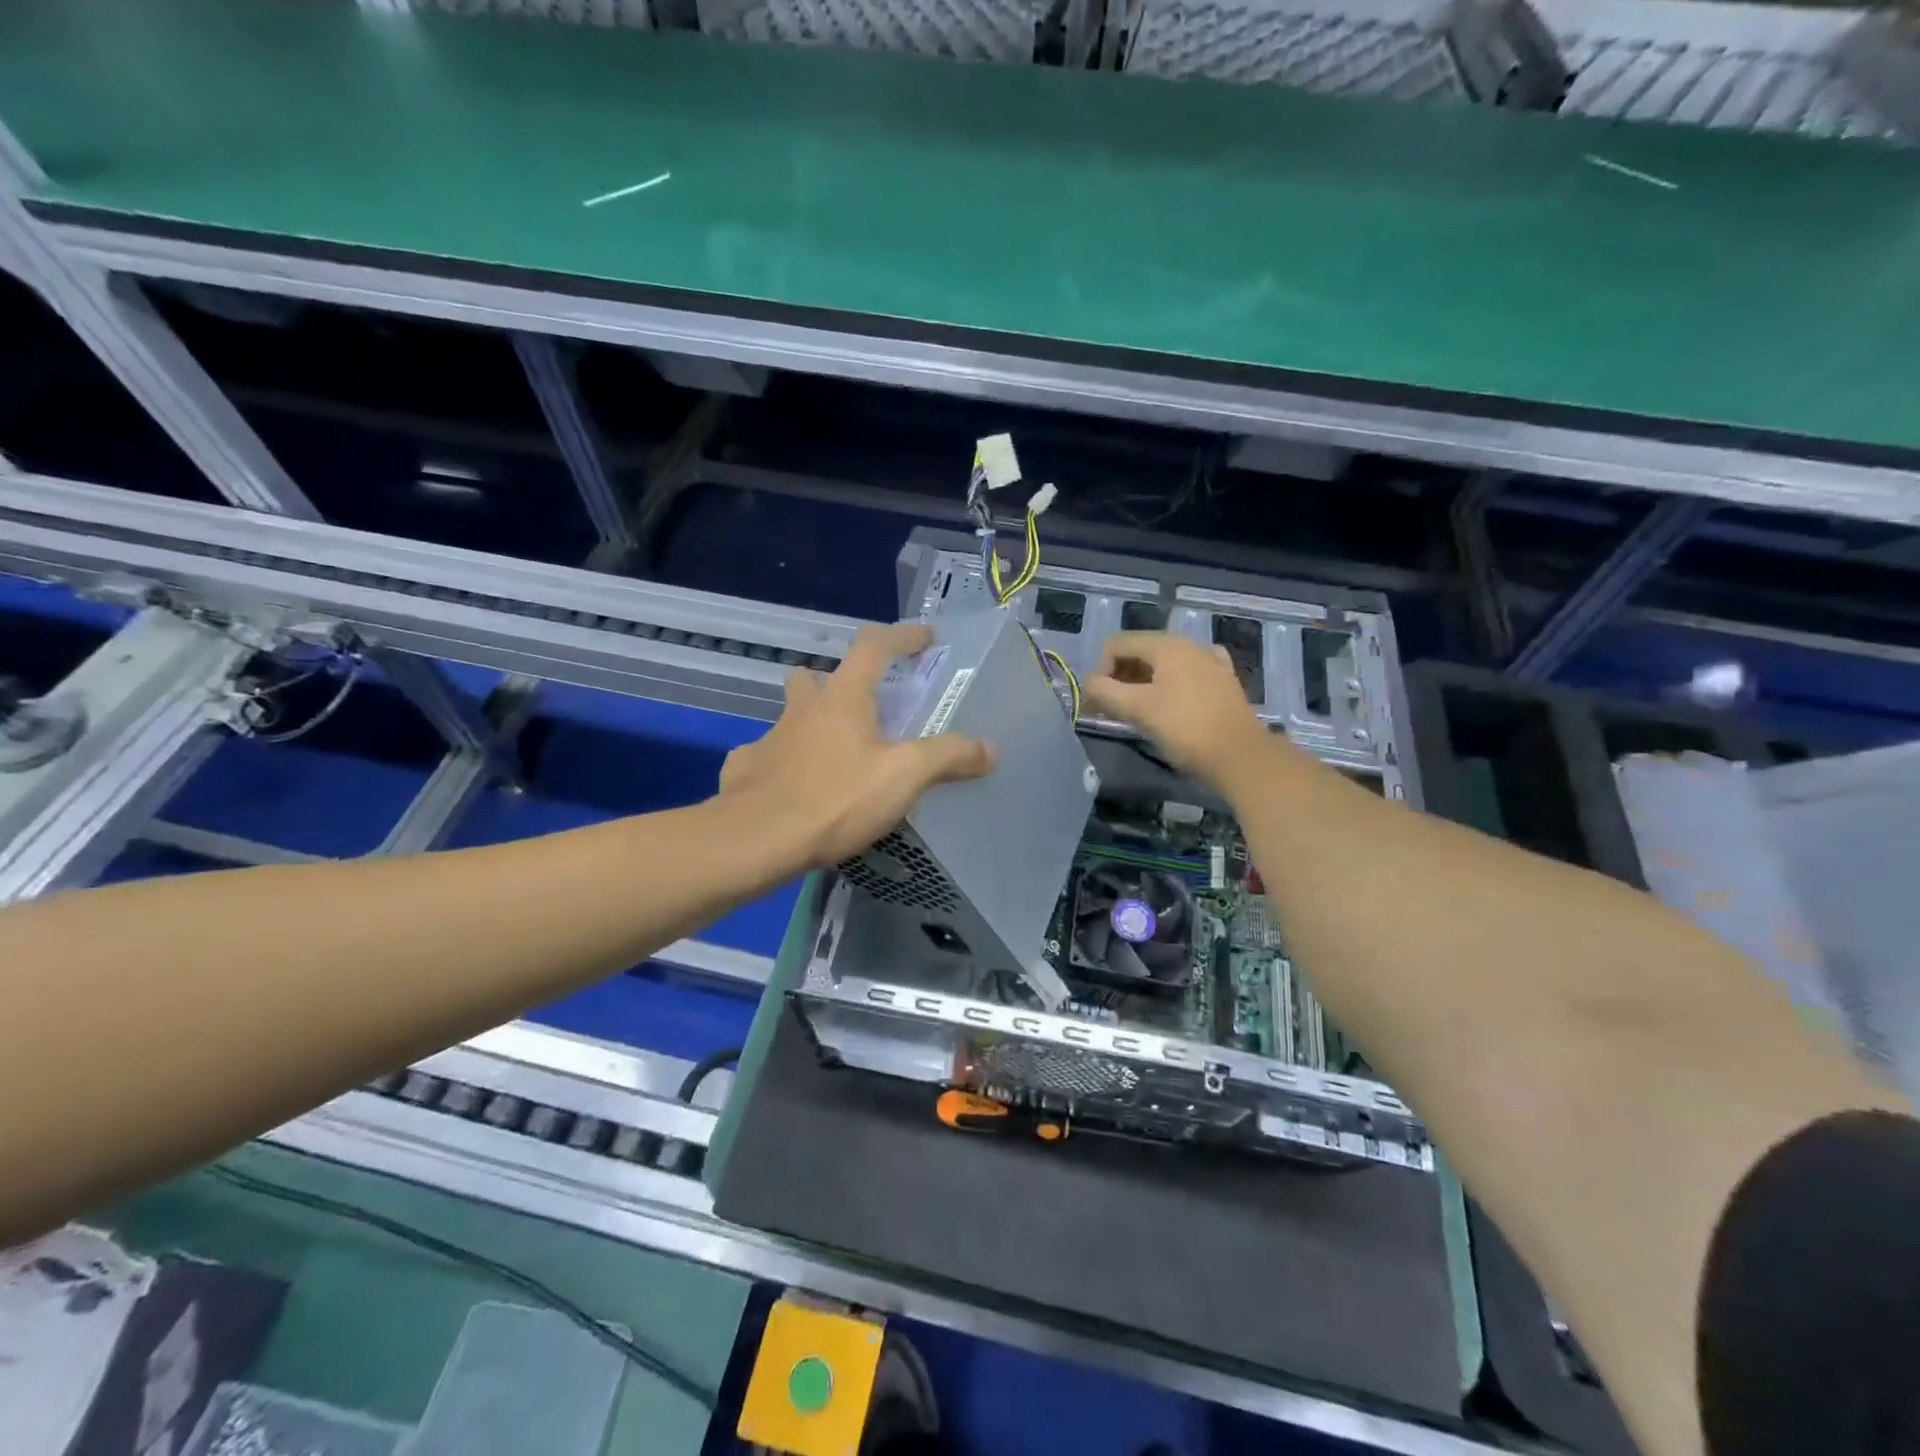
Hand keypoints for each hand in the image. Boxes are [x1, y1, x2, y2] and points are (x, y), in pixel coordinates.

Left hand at [718, 622, 995, 868]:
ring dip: (808, 724)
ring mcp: (768, 738)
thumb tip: (991, 748)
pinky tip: (793, 791)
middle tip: (860, 707)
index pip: (874, 646)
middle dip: (836, 681)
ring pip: (788, 717)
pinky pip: (765, 758)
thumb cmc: (837, 798)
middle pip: (815, 676)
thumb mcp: (905, 776)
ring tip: (832, 753)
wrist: (759, 840)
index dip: (901, 636)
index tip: (924, 637)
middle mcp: (802, 709)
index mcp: (843, 698)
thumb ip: (949, 757)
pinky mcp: (745, 771)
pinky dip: (781, 766)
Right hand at [1083, 632, 1270, 786]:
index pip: (1116, 645)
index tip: (1098, 703)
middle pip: (1139, 652)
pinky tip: (1170, 704)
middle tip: (1112, 710)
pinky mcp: (1222, 682)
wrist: (1240, 756)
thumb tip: (1088, 684)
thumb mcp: (1137, 709)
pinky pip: (1184, 676)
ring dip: (1141, 685)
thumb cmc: (1185, 729)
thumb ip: (1104, 692)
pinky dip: (1168, 687)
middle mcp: (1188, 645)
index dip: (1100, 671)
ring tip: (1137, 713)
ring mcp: (1209, 661)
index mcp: (1166, 645)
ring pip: (1162, 665)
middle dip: (1119, 678)